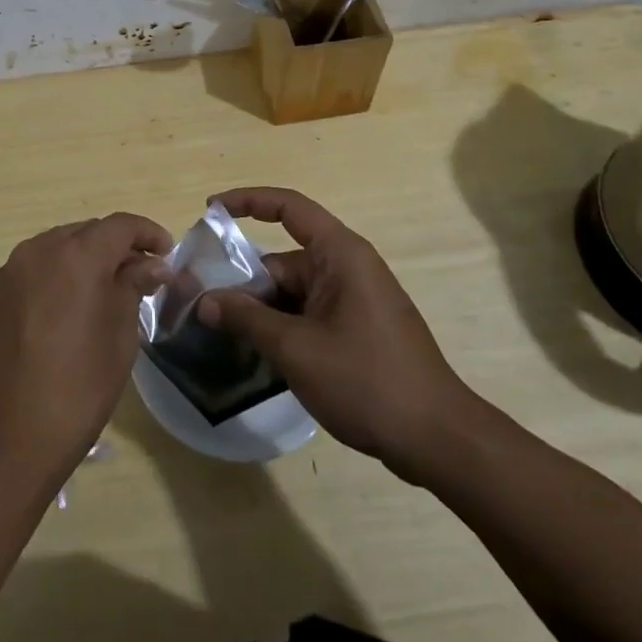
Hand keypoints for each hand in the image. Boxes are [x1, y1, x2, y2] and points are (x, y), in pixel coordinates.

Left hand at [0, 213, 171, 490]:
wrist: (4, 438)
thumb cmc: (76, 390)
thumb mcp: (119, 338)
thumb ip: (133, 288)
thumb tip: (151, 264)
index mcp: (77, 256)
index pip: (120, 225)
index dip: (148, 233)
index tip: (168, 254)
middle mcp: (41, 249)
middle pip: (88, 231)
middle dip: (117, 245)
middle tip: (142, 276)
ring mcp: (13, 269)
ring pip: (60, 245)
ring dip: (87, 257)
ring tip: (108, 290)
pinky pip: (37, 266)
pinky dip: (60, 272)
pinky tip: (72, 304)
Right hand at [197, 187, 480, 484]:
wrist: (438, 440)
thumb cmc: (367, 381)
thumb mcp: (296, 349)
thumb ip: (246, 319)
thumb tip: (204, 302)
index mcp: (340, 254)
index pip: (288, 207)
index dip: (247, 201)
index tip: (211, 211)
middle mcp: (348, 268)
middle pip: (283, 260)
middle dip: (245, 281)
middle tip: (203, 307)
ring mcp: (355, 300)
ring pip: (293, 292)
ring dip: (262, 311)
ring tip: (221, 335)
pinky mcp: (358, 329)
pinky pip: (309, 314)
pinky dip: (283, 327)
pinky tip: (258, 355)